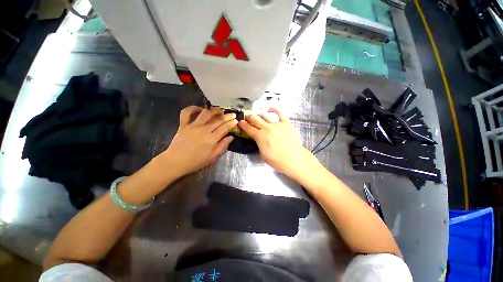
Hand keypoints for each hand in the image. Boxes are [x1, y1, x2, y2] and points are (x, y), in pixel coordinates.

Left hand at [159, 106, 236, 177]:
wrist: (175, 162)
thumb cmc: (196, 162)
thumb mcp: (213, 157)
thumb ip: (223, 146)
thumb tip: (231, 137)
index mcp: (211, 139)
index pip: (225, 128)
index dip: (231, 123)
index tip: (236, 120)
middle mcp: (204, 129)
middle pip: (218, 120)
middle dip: (227, 116)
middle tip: (232, 115)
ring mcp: (193, 125)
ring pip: (205, 113)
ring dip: (214, 110)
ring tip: (220, 110)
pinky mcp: (183, 124)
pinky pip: (186, 113)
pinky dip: (193, 108)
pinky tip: (200, 109)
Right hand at [238, 108, 317, 178]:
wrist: (295, 160)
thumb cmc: (278, 161)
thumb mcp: (263, 155)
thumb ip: (259, 145)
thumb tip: (257, 139)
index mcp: (260, 137)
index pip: (248, 128)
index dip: (243, 125)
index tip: (240, 122)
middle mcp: (267, 128)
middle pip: (255, 119)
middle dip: (248, 117)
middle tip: (246, 117)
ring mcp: (277, 124)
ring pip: (265, 115)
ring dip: (258, 114)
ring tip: (257, 115)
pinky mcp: (286, 123)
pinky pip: (280, 113)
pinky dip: (274, 109)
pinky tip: (270, 108)